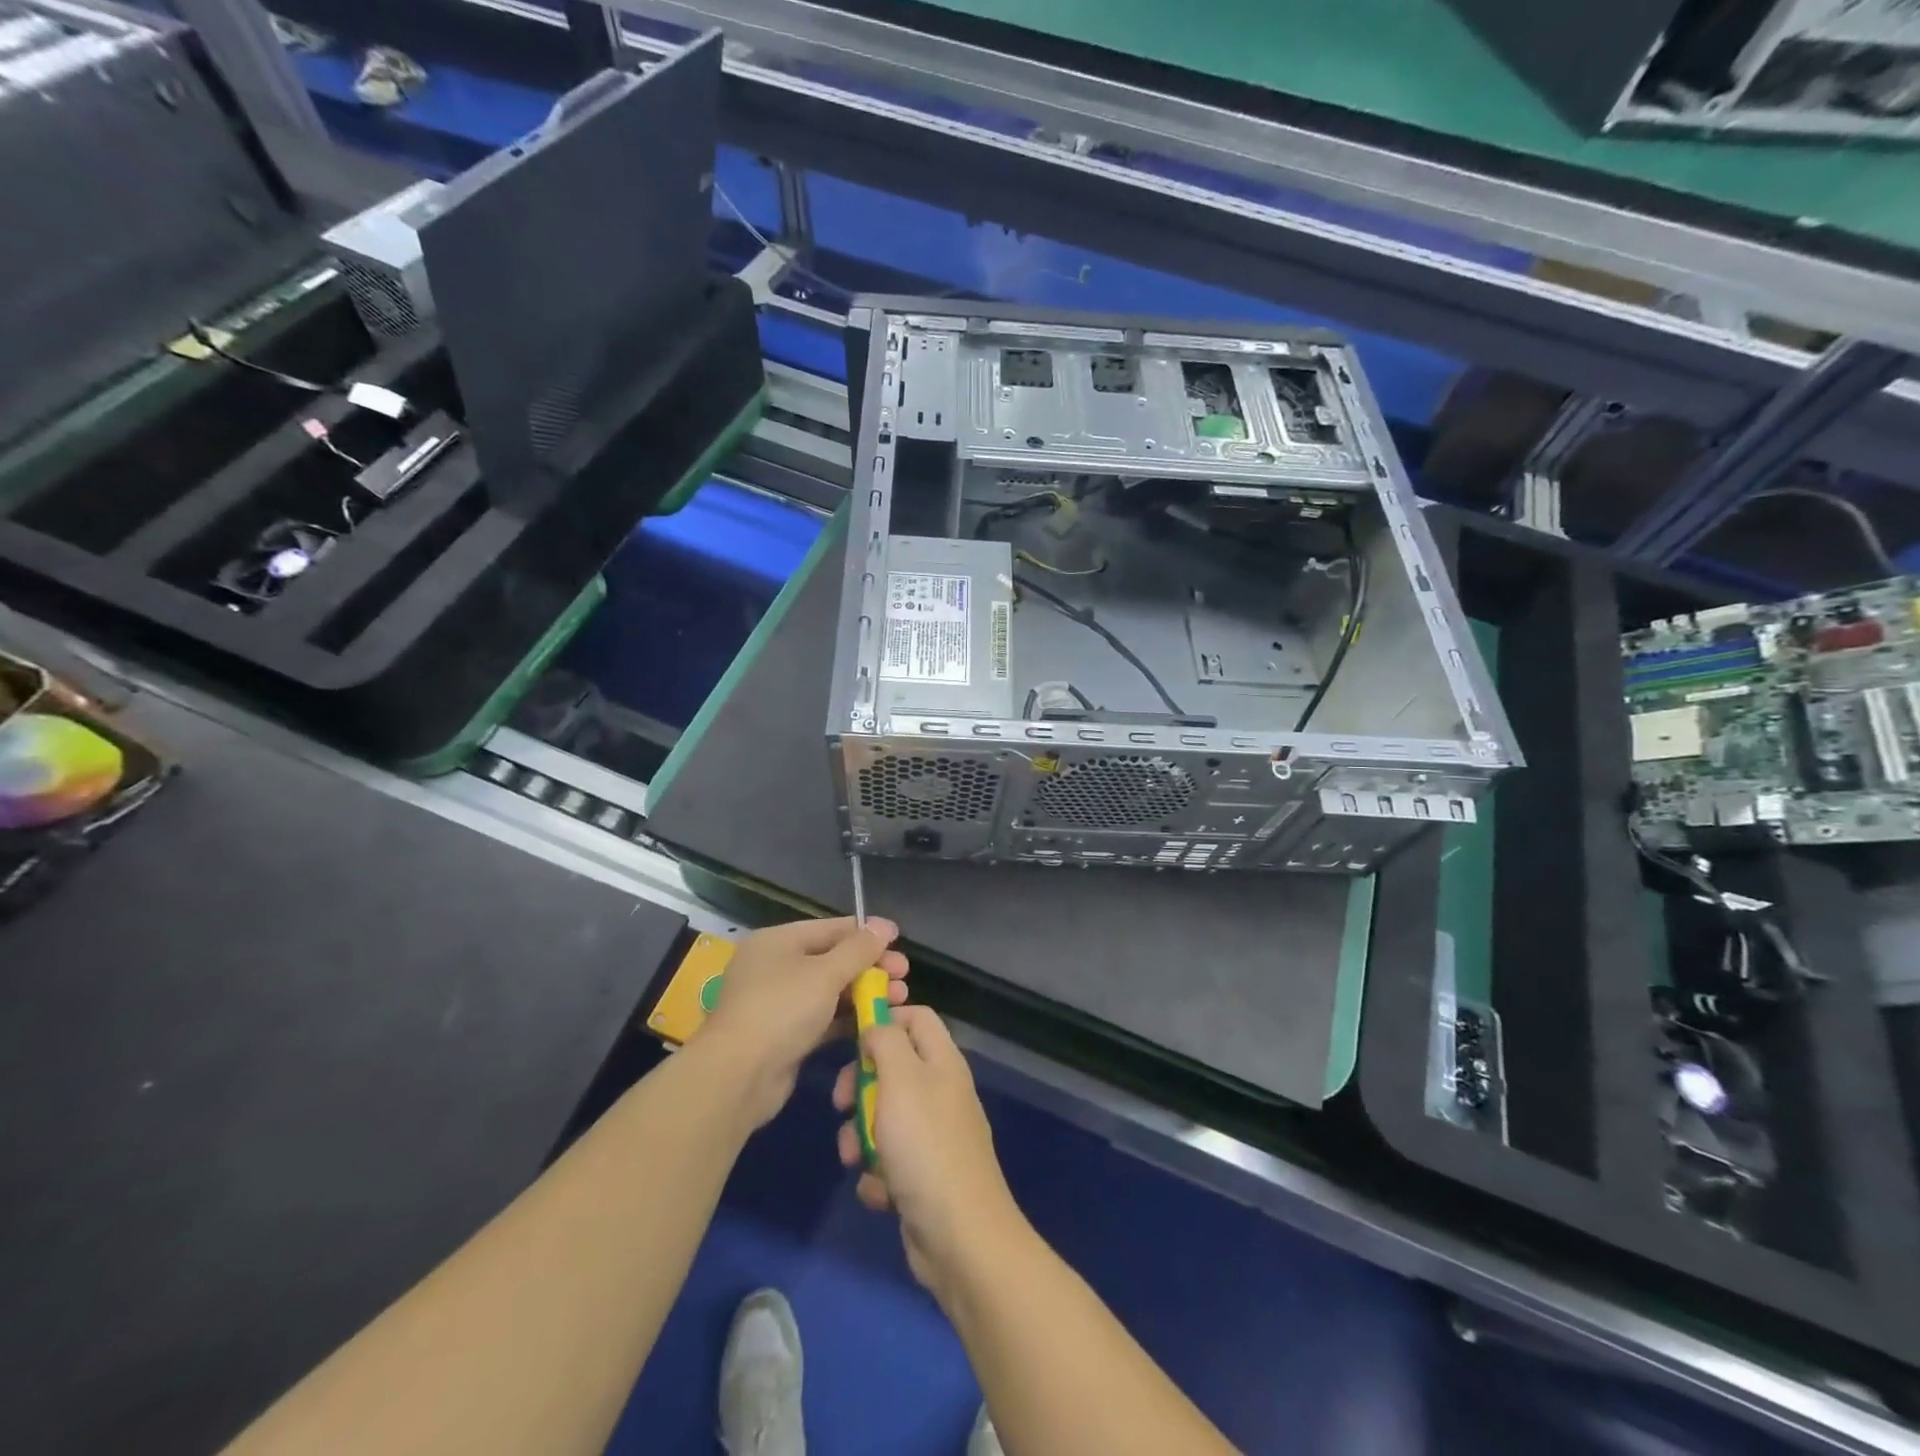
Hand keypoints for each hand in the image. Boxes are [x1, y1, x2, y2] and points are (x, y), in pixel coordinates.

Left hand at [703, 917, 908, 1128]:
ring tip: (899, 999)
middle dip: (870, 966)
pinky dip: (848, 1018)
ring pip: (830, 990)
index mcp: (778, 941)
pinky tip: (876, 1022)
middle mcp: (776, 966)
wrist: (738, 1077)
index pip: (831, 928)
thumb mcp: (825, 973)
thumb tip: (883, 925)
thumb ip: (858, 949)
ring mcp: (779, 1003)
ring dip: (864, 993)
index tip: (899, 940)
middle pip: (832, 959)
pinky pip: (823, 1018)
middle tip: (904, 976)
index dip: (866, 933)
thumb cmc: (782, 1009)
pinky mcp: (785, 1035)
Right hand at [833, 1006, 1023, 1301]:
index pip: (916, 1017)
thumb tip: (876, 1024)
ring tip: (855, 1159)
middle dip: (860, 1086)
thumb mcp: (900, 1079)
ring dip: (860, 1137)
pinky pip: (888, 1161)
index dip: (884, 1019)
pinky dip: (877, 1174)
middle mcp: (940, 1092)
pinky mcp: (923, 1176)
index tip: (851, 1037)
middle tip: (840, 1103)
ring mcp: (933, 1136)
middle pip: (892, 1068)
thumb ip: (886, 1041)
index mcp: (942, 1061)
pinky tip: (880, 1191)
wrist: (959, 1236)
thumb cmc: (925, 1145)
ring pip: (883, 1118)